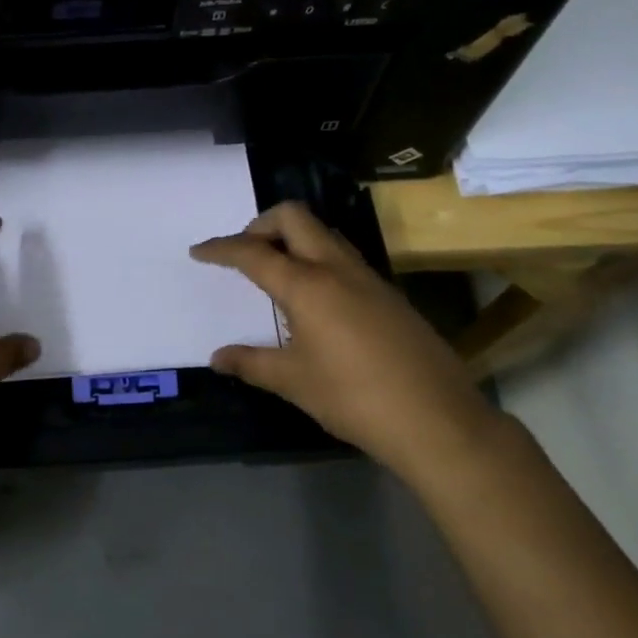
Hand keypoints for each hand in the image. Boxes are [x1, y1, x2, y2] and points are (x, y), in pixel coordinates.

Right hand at [190, 202, 494, 469]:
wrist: (438, 420)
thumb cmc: (355, 398)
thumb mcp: (294, 382)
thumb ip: (252, 363)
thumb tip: (217, 358)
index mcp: (307, 285)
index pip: (253, 252)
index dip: (221, 249)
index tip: (199, 251)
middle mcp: (337, 268)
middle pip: (293, 217)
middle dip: (261, 224)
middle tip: (244, 253)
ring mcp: (368, 277)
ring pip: (323, 233)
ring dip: (293, 238)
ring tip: (276, 272)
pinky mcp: (388, 293)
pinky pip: (343, 257)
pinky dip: (317, 259)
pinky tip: (315, 299)